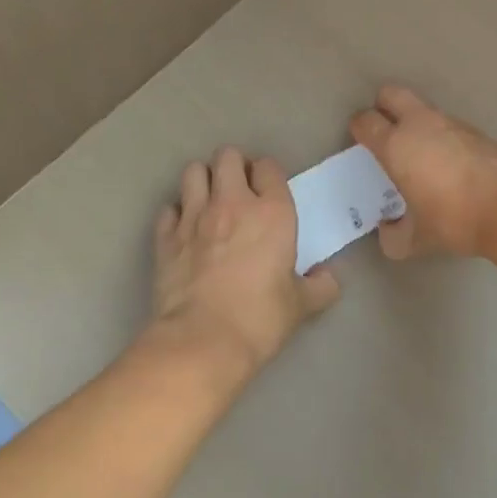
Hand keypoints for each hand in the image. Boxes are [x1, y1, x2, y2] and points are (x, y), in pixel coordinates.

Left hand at [151, 146, 340, 374]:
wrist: (202, 341)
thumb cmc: (259, 318)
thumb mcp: (300, 306)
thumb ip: (320, 287)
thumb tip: (330, 279)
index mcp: (272, 211)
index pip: (269, 167)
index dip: (268, 175)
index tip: (268, 192)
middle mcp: (233, 202)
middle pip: (227, 156)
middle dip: (233, 166)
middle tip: (239, 190)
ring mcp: (195, 216)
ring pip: (193, 171)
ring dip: (202, 181)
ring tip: (209, 201)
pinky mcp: (166, 237)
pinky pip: (169, 208)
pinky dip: (176, 214)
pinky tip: (184, 230)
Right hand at [348, 86, 496, 259]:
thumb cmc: (453, 219)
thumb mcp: (416, 240)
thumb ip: (394, 236)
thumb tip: (388, 231)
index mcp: (396, 145)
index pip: (365, 121)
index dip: (359, 127)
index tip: (360, 140)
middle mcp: (420, 125)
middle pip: (391, 94)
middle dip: (383, 105)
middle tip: (384, 129)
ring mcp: (452, 123)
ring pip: (424, 109)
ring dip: (416, 123)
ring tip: (420, 153)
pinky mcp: (477, 130)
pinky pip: (450, 126)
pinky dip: (444, 137)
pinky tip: (451, 164)